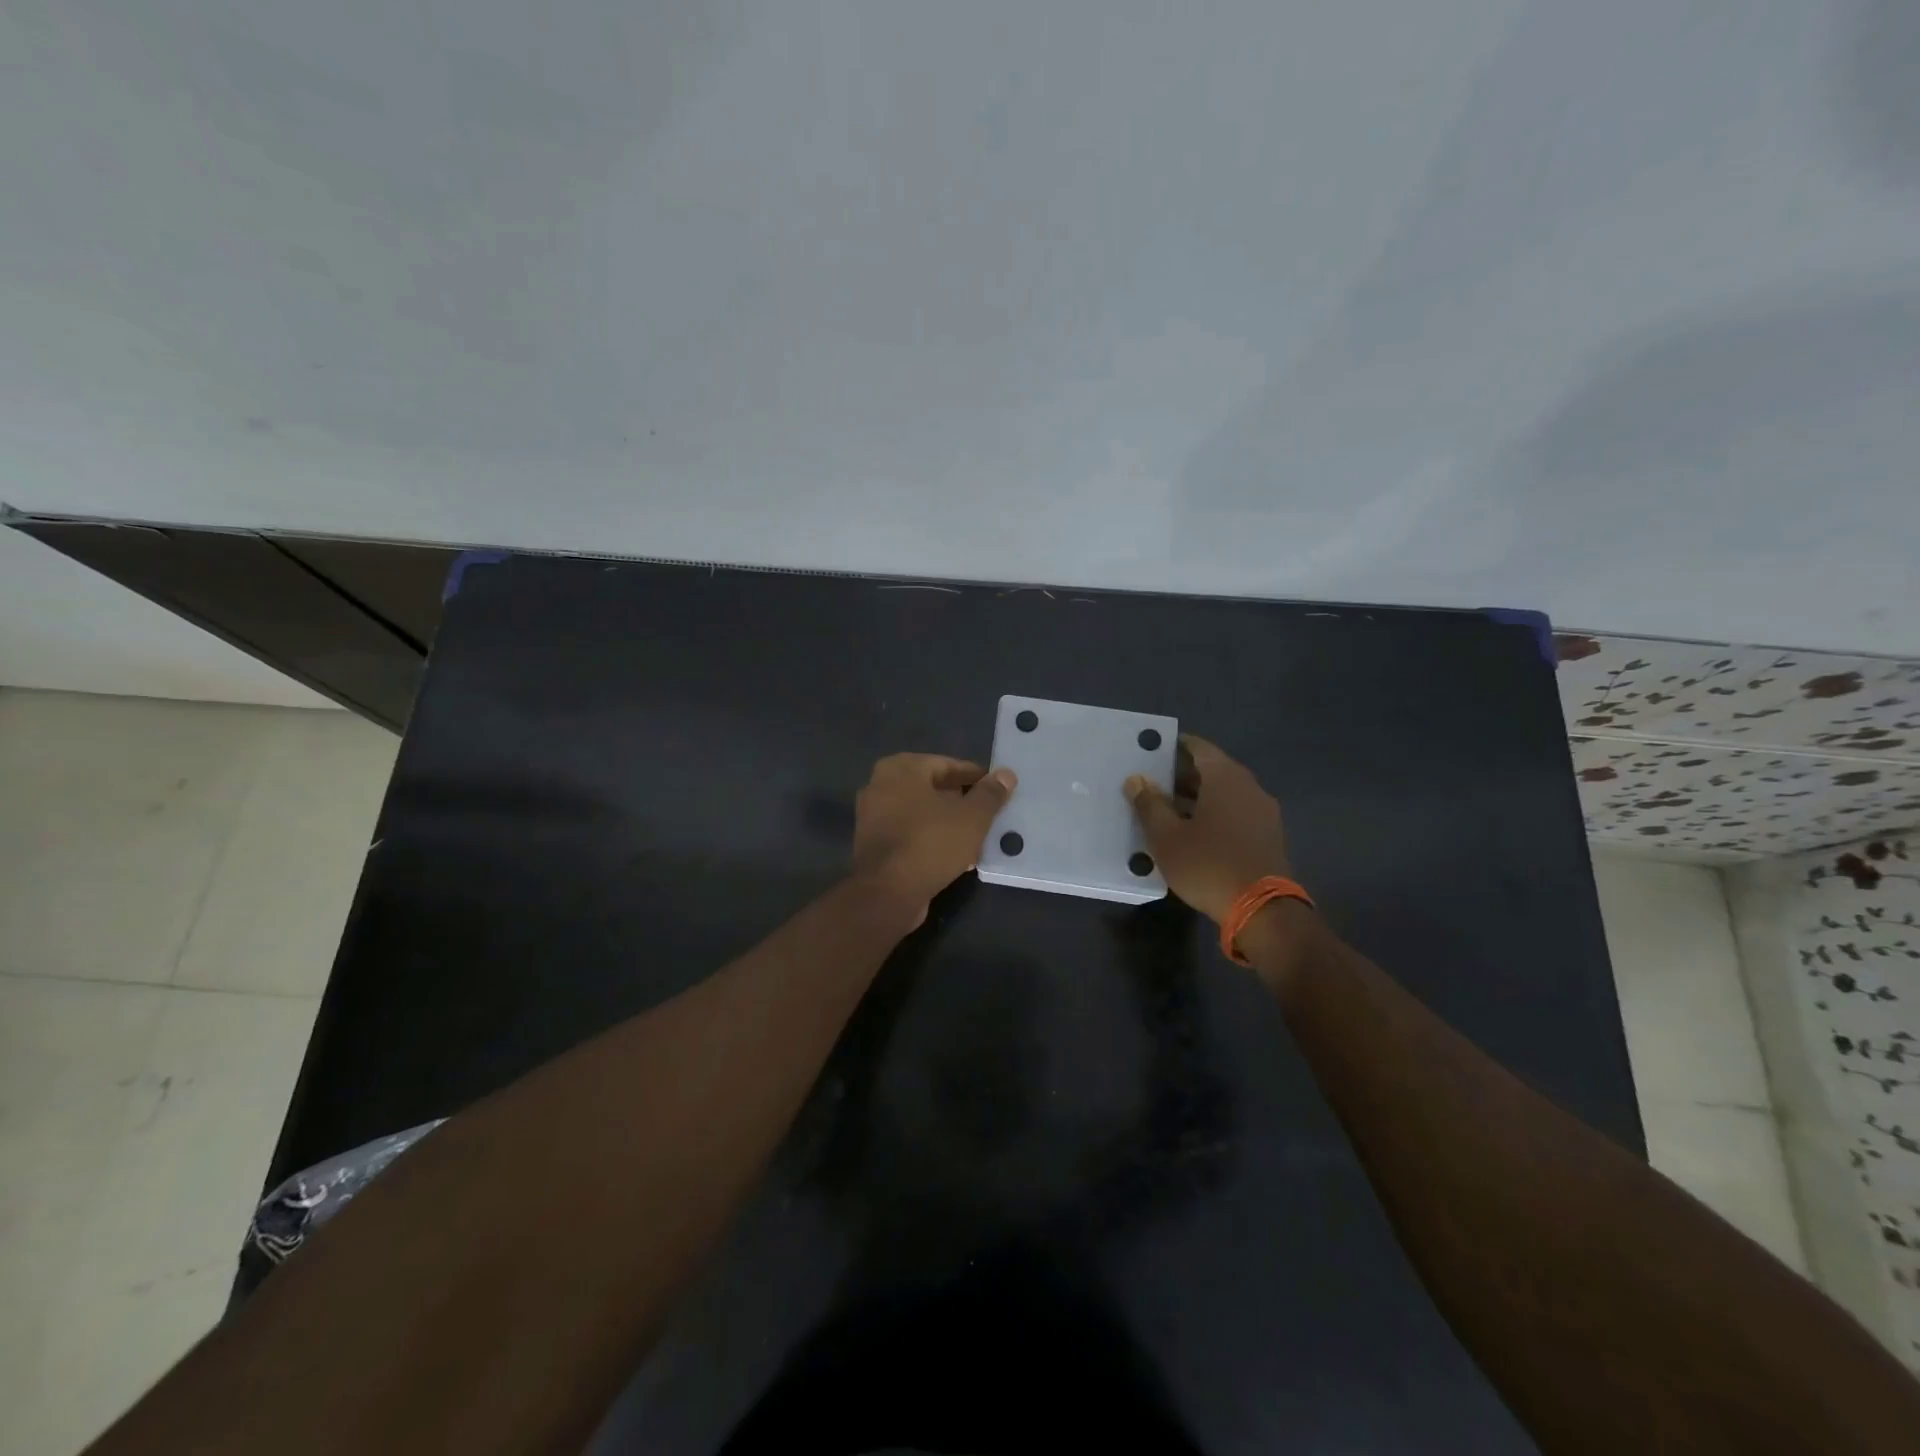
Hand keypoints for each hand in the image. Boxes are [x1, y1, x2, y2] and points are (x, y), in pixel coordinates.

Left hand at [852, 753, 1016, 920]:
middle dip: (960, 800)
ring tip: (976, 835)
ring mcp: (873, 816)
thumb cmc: (931, 843)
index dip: (975, 777)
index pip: (946, 764)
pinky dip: (931, 838)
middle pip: (932, 788)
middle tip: (988, 812)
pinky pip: (909, 832)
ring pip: (921, 812)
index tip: (997, 790)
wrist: (888, 893)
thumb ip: (989, 794)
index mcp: (901, 768)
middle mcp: (880, 785)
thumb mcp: (971, 817)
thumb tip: (1006, 775)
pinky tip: (955, 854)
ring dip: (947, 821)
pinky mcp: (873, 844)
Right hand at [1125, 735, 1291, 924]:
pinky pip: (1236, 813)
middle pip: (1213, 770)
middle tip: (1153, 783)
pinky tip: (1194, 832)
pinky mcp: (1268, 836)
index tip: (1153, 751)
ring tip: (1168, 810)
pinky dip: (1215, 815)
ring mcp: (1263, 812)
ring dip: (1199, 798)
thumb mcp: (1167, 836)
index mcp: (1225, 777)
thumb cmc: (1208, 864)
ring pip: (1225, 794)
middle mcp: (1249, 787)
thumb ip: (1150, 804)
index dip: (1175, 746)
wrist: (1262, 910)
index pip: (1199, 747)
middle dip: (1183, 775)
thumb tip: (1136, 778)